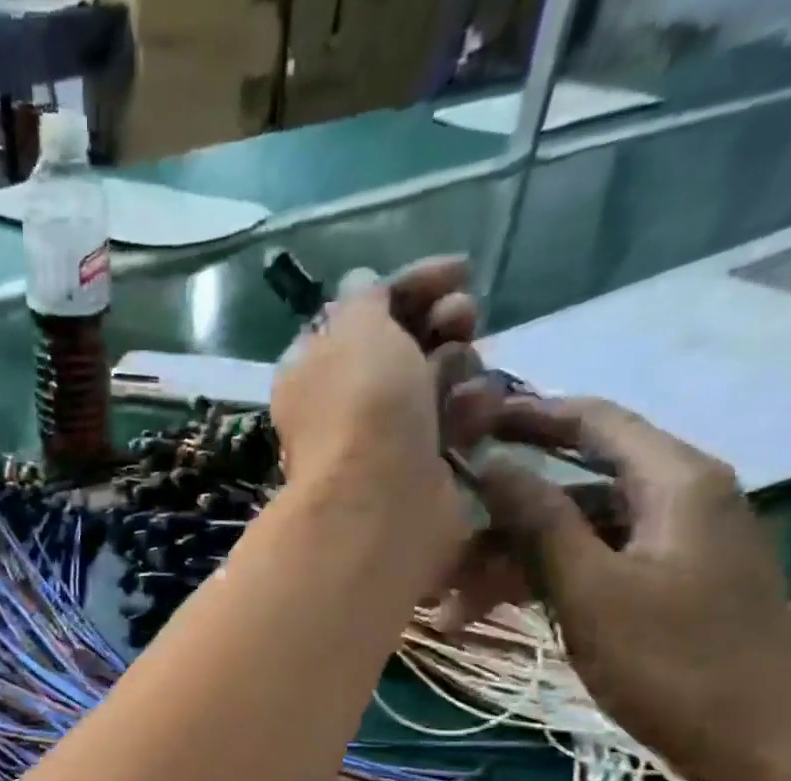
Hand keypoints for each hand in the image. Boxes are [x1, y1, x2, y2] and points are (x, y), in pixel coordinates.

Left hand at [269, 257, 489, 588]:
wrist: (382, 500)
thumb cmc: (363, 405)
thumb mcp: (356, 327)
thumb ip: (363, 298)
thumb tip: (360, 283)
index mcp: (315, 367)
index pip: (365, 311)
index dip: (412, 285)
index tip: (461, 270)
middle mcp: (346, 402)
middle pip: (407, 344)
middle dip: (443, 322)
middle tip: (463, 318)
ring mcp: (386, 437)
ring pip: (439, 380)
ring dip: (461, 366)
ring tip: (463, 376)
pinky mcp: (423, 467)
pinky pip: (456, 422)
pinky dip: (469, 410)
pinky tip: (475, 413)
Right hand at [468, 395, 790, 780]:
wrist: (763, 747)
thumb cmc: (674, 663)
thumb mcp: (592, 591)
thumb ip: (539, 522)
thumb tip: (490, 463)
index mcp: (675, 481)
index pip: (593, 422)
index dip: (526, 417)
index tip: (464, 423)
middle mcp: (678, 499)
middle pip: (573, 486)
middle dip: (501, 517)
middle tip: (439, 545)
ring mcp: (672, 547)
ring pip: (574, 534)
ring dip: (511, 563)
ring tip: (450, 610)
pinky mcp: (665, 587)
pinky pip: (590, 567)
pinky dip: (541, 585)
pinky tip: (491, 617)